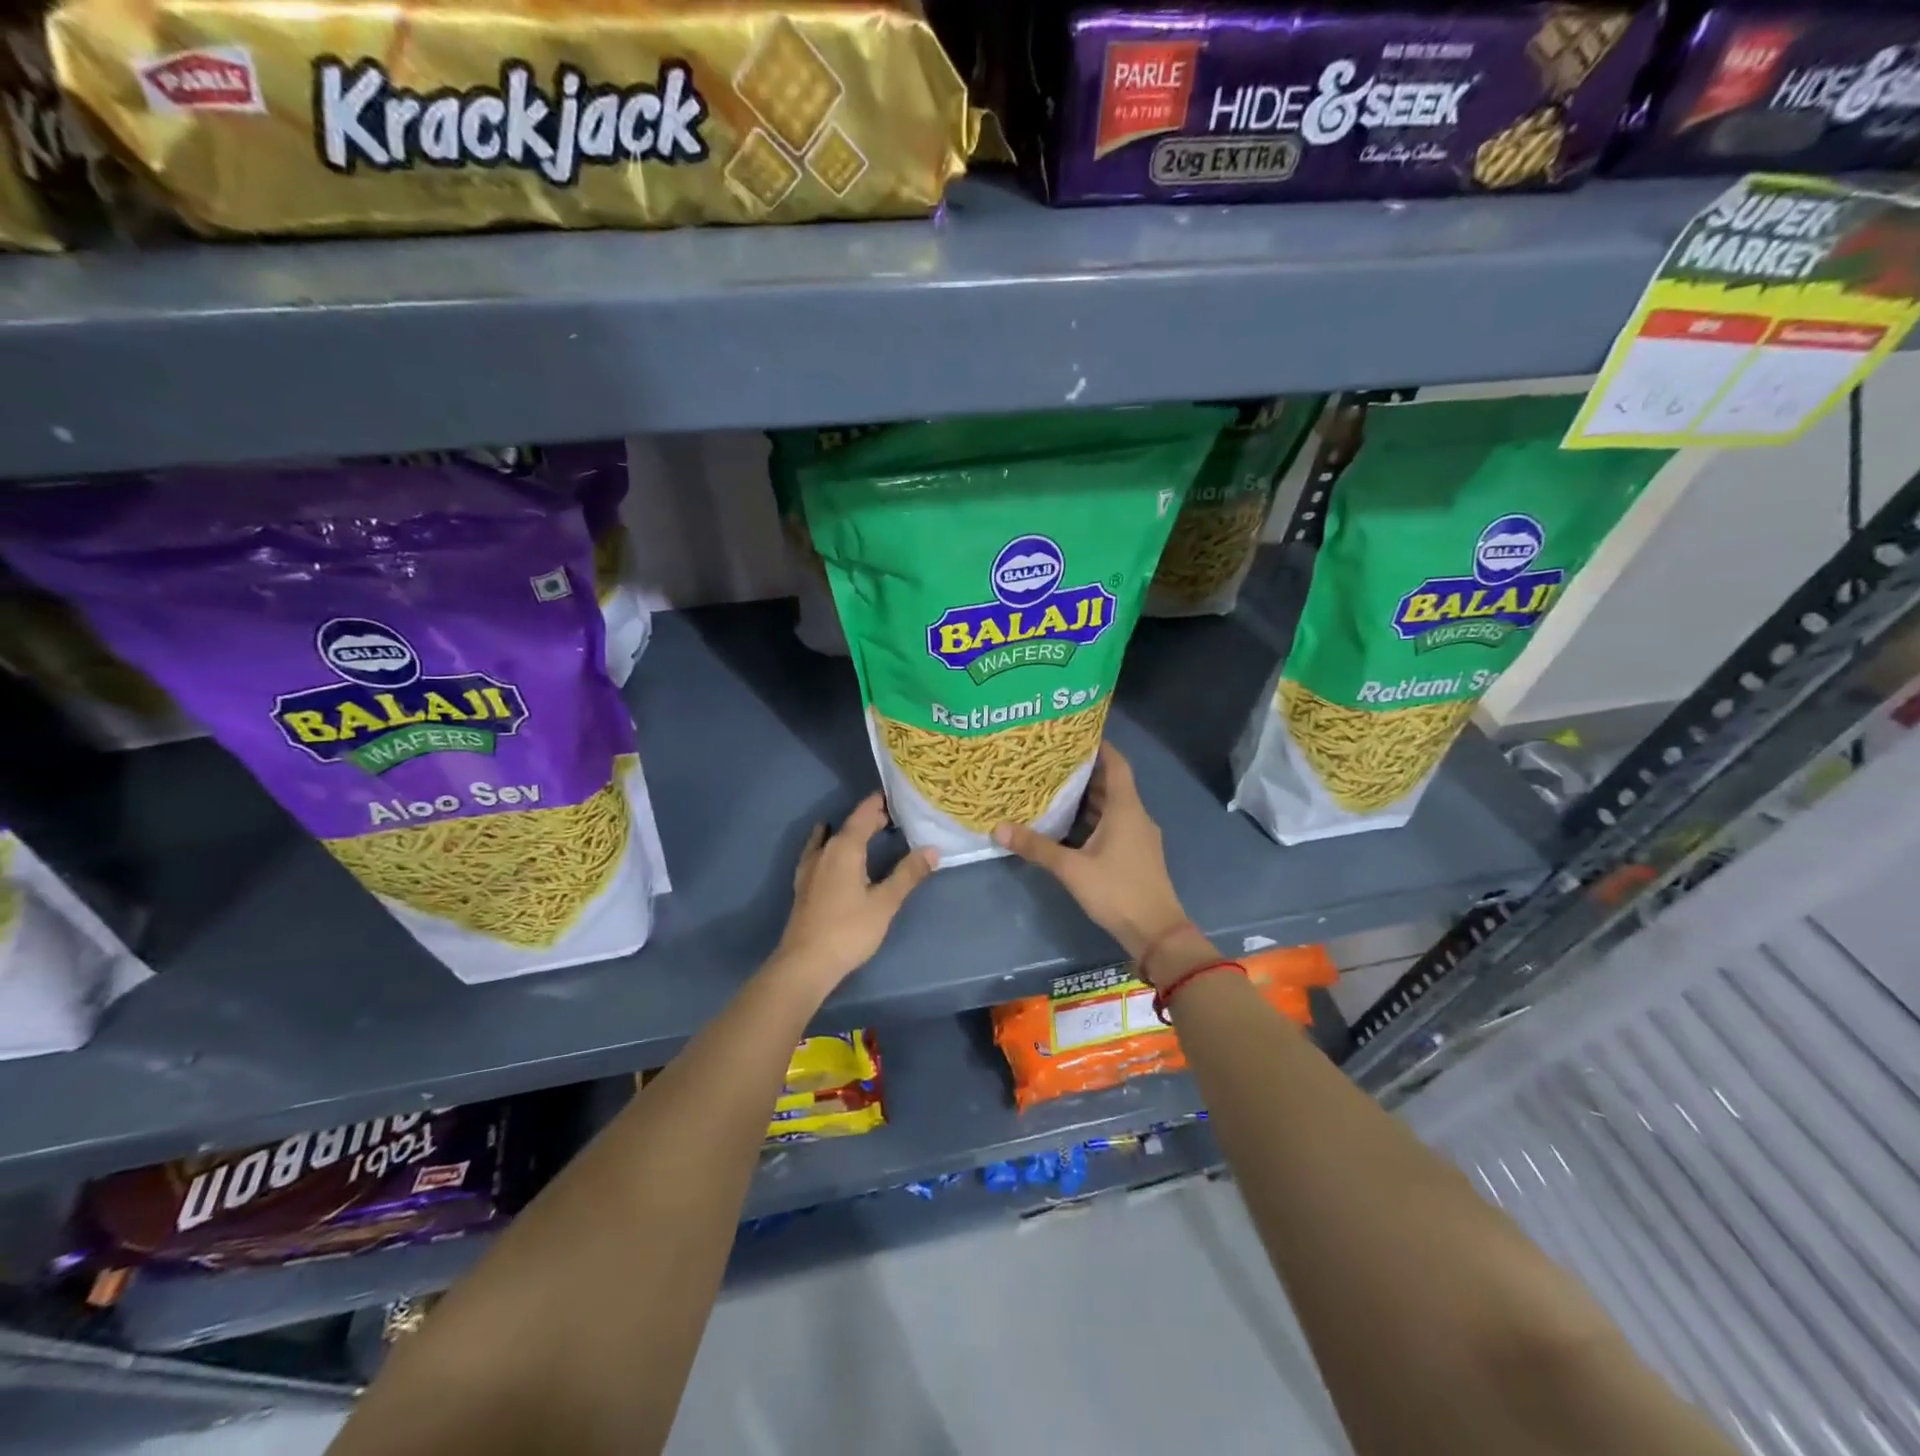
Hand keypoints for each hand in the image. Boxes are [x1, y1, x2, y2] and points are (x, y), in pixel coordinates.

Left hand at [772, 793, 937, 991]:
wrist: (806, 963)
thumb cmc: (849, 930)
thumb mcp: (885, 902)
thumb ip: (908, 874)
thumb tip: (932, 849)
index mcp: (845, 848)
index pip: (864, 814)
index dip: (879, 803)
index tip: (897, 794)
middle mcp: (826, 850)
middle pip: (850, 825)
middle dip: (871, 818)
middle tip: (895, 815)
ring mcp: (811, 867)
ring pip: (834, 838)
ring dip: (852, 831)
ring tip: (870, 830)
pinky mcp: (805, 883)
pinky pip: (819, 850)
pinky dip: (828, 842)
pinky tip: (826, 843)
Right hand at [993, 743, 1191, 965]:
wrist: (1156, 933)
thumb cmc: (1117, 892)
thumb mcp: (1072, 869)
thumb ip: (1036, 847)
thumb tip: (997, 828)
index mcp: (1126, 809)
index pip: (1116, 764)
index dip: (1099, 746)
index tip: (1073, 734)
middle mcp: (1136, 816)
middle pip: (1110, 784)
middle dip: (1083, 772)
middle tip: (1049, 762)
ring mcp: (1138, 837)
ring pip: (1110, 807)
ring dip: (1086, 798)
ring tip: (1052, 789)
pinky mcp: (1135, 855)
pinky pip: (1112, 825)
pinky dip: (1091, 820)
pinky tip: (1066, 826)